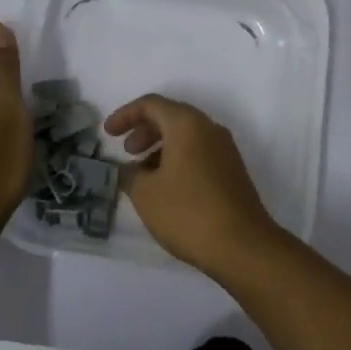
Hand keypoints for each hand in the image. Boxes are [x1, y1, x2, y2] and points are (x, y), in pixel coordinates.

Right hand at [104, 95, 281, 277]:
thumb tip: (127, 169)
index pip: (151, 104)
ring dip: (160, 147)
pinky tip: (166, 188)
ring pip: (186, 136)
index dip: (125, 115)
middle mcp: (209, 128)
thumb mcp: (145, 194)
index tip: (107, 134)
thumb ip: (129, 174)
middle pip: (170, 116)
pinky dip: (178, 160)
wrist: (243, 246)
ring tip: (143, 176)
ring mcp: (225, 150)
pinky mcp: (232, 171)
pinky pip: (199, 153)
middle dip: (144, 130)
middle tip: (127, 152)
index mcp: (187, 124)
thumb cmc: (188, 212)